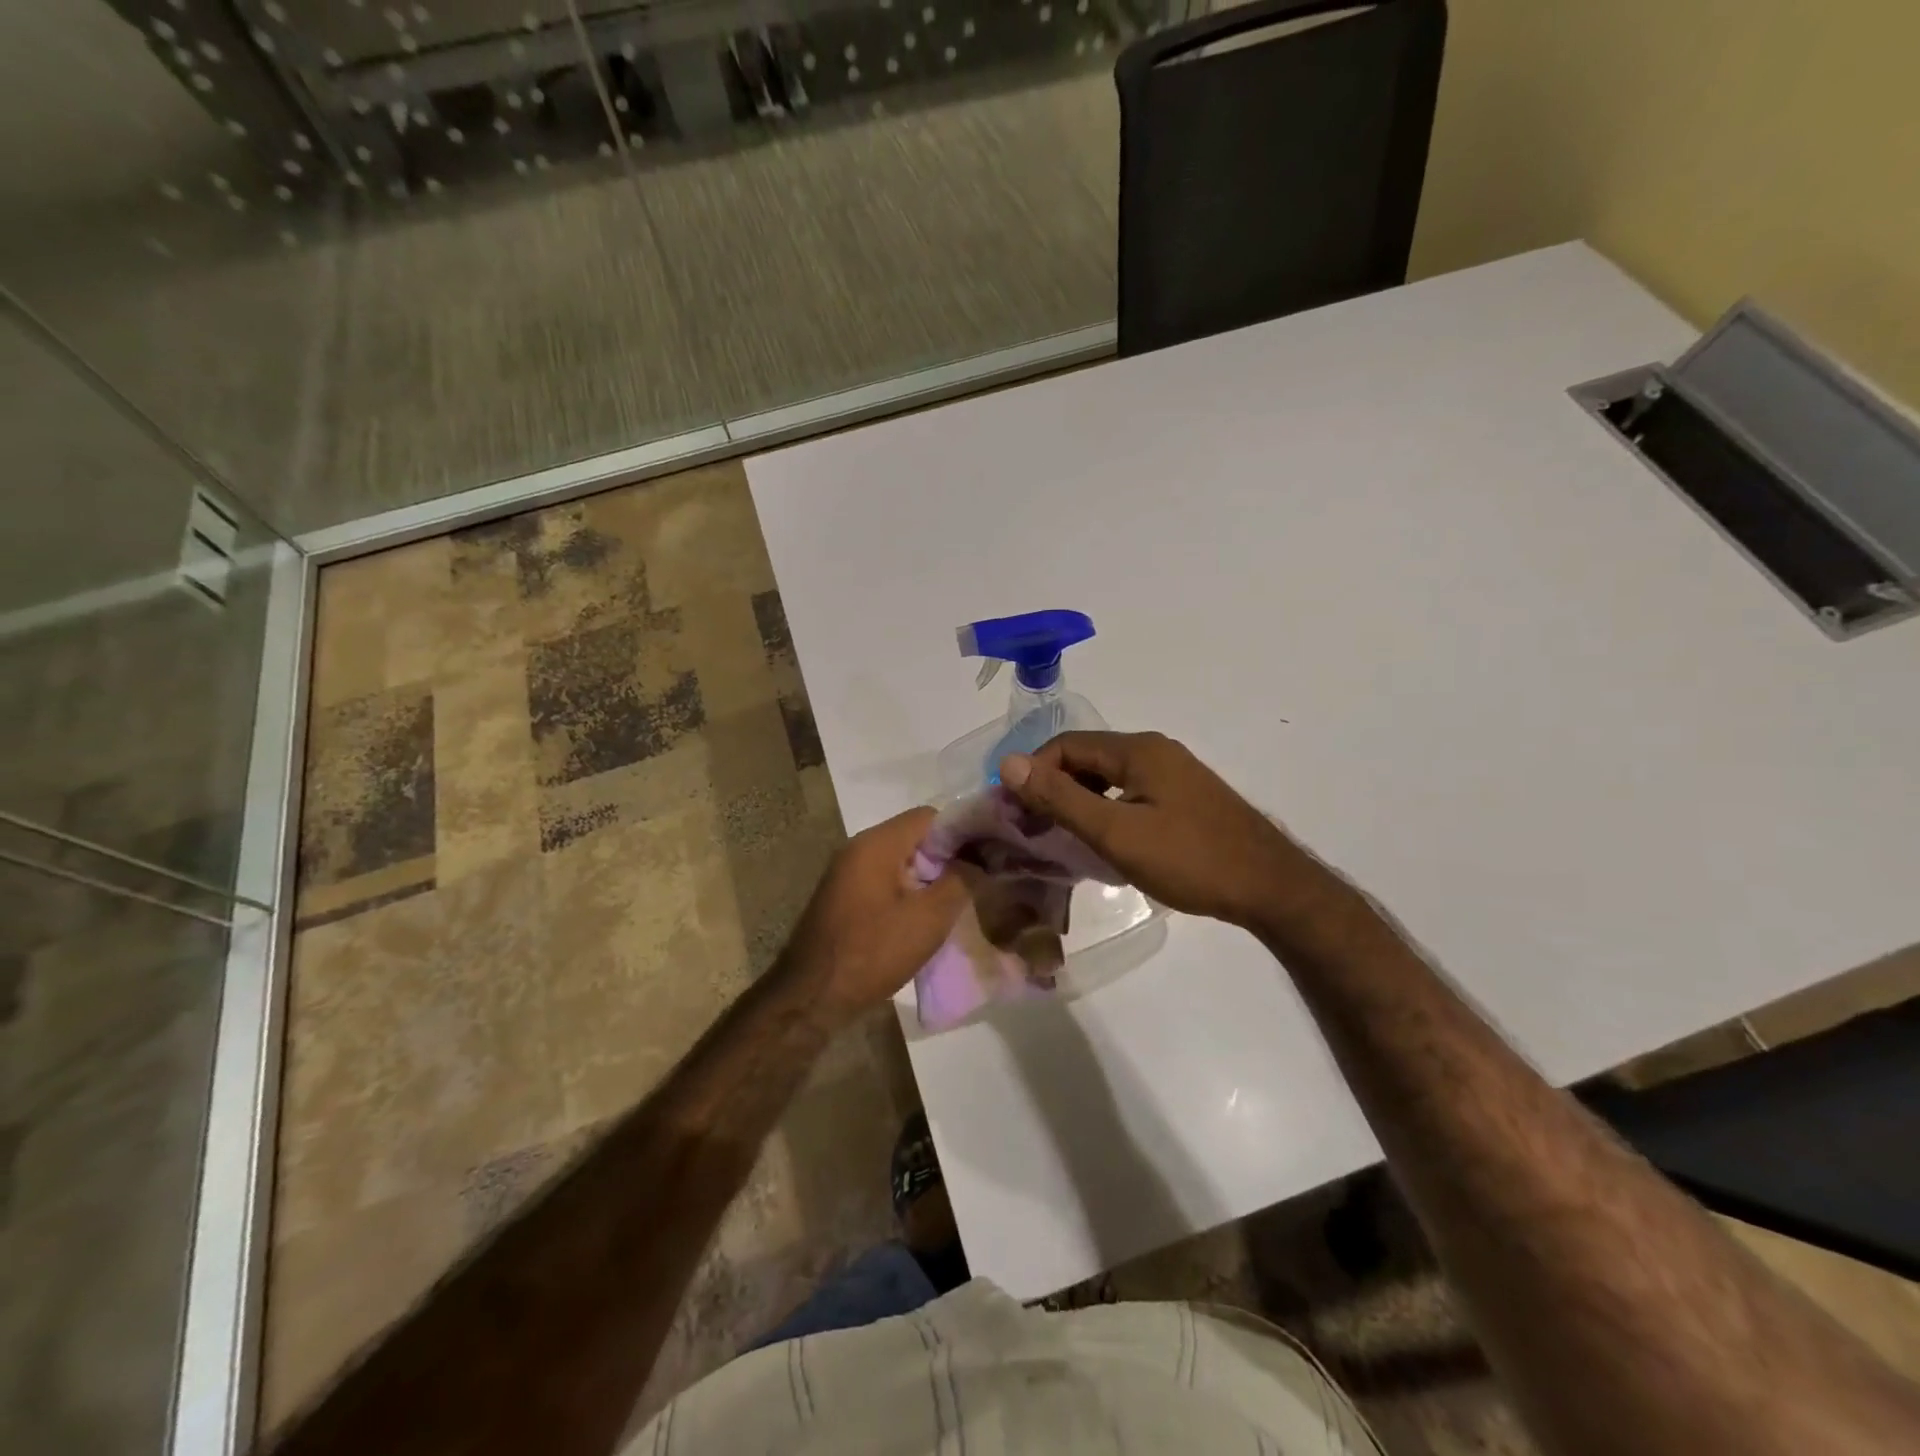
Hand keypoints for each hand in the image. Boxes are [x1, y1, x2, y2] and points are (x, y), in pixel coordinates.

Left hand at [780, 807, 968, 1021]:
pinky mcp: (843, 896)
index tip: (986, 855)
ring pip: (899, 860)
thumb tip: (979, 860)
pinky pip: (884, 879)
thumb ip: (961, 881)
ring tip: (956, 900)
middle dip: (947, 856)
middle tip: (977, 880)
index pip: (929, 816)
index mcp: (877, 843)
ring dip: (928, 876)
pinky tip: (924, 916)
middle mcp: (858, 848)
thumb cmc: (873, 952)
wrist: (812, 997)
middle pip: (914, 836)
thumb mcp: (929, 918)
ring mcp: (847, 872)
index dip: (962, 831)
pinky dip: (907, 890)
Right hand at [999, 731, 1313, 931]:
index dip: (1032, 774)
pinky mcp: (1184, 797)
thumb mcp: (1116, 832)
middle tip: (1031, 829)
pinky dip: (1105, 809)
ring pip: (1107, 777)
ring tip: (1060, 838)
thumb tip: (1008, 764)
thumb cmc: (1190, 859)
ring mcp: (1173, 773)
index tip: (1014, 813)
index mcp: (1137, 750)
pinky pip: (1129, 792)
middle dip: (1052, 788)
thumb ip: (1061, 798)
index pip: (1065, 746)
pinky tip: (1102, 841)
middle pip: (1086, 758)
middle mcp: (1155, 751)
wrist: (1271, 887)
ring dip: (1078, 801)